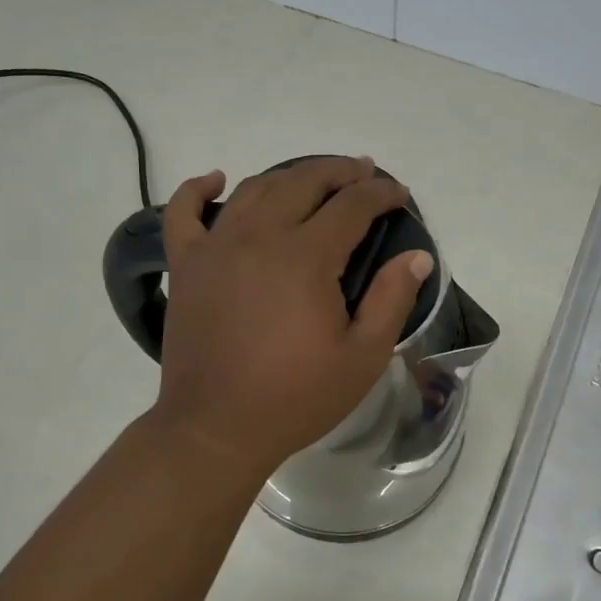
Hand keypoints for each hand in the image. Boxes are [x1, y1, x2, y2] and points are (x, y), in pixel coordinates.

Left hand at [151, 156, 432, 480]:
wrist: (217, 428)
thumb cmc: (296, 397)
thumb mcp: (363, 357)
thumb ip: (392, 300)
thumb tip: (418, 256)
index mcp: (306, 257)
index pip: (352, 205)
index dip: (381, 193)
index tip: (400, 195)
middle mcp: (259, 237)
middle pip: (303, 182)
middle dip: (340, 172)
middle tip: (364, 174)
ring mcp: (215, 247)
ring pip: (254, 189)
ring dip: (289, 175)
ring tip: (313, 179)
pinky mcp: (186, 265)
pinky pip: (183, 212)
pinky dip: (196, 189)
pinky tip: (216, 179)